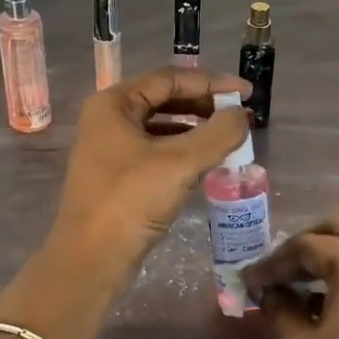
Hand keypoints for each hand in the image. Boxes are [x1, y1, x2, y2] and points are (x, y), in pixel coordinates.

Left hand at [50, 67, 249, 291]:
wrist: (91, 260)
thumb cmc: (130, 202)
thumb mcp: (180, 163)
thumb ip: (218, 134)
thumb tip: (242, 115)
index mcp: (114, 104)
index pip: (169, 78)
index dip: (211, 82)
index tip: (246, 93)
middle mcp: (108, 120)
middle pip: (164, 100)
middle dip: (204, 106)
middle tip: (240, 115)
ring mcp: (110, 150)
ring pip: (161, 128)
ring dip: (196, 130)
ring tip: (230, 139)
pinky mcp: (118, 177)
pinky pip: (157, 153)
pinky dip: (183, 153)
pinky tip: (207, 165)